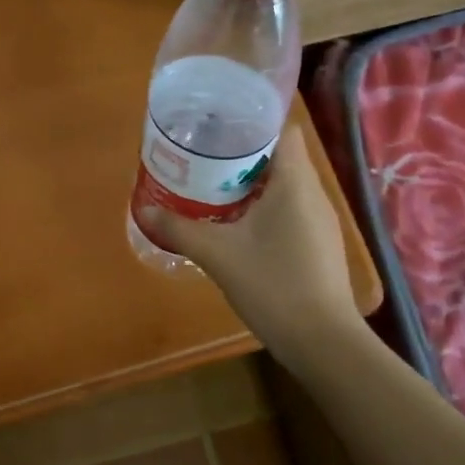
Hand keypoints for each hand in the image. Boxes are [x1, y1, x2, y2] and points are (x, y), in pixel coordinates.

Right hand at [141, 125, 361, 360]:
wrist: (321, 340)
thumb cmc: (272, 284)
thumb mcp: (217, 254)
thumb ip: (179, 228)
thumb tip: (143, 210)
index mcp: (295, 183)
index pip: (282, 131)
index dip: (252, 124)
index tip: (217, 129)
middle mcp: (313, 194)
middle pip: (281, 157)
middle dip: (242, 155)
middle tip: (203, 158)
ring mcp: (320, 221)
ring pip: (285, 186)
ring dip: (252, 184)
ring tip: (213, 186)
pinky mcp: (319, 244)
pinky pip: (290, 210)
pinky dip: (265, 208)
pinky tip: (237, 224)